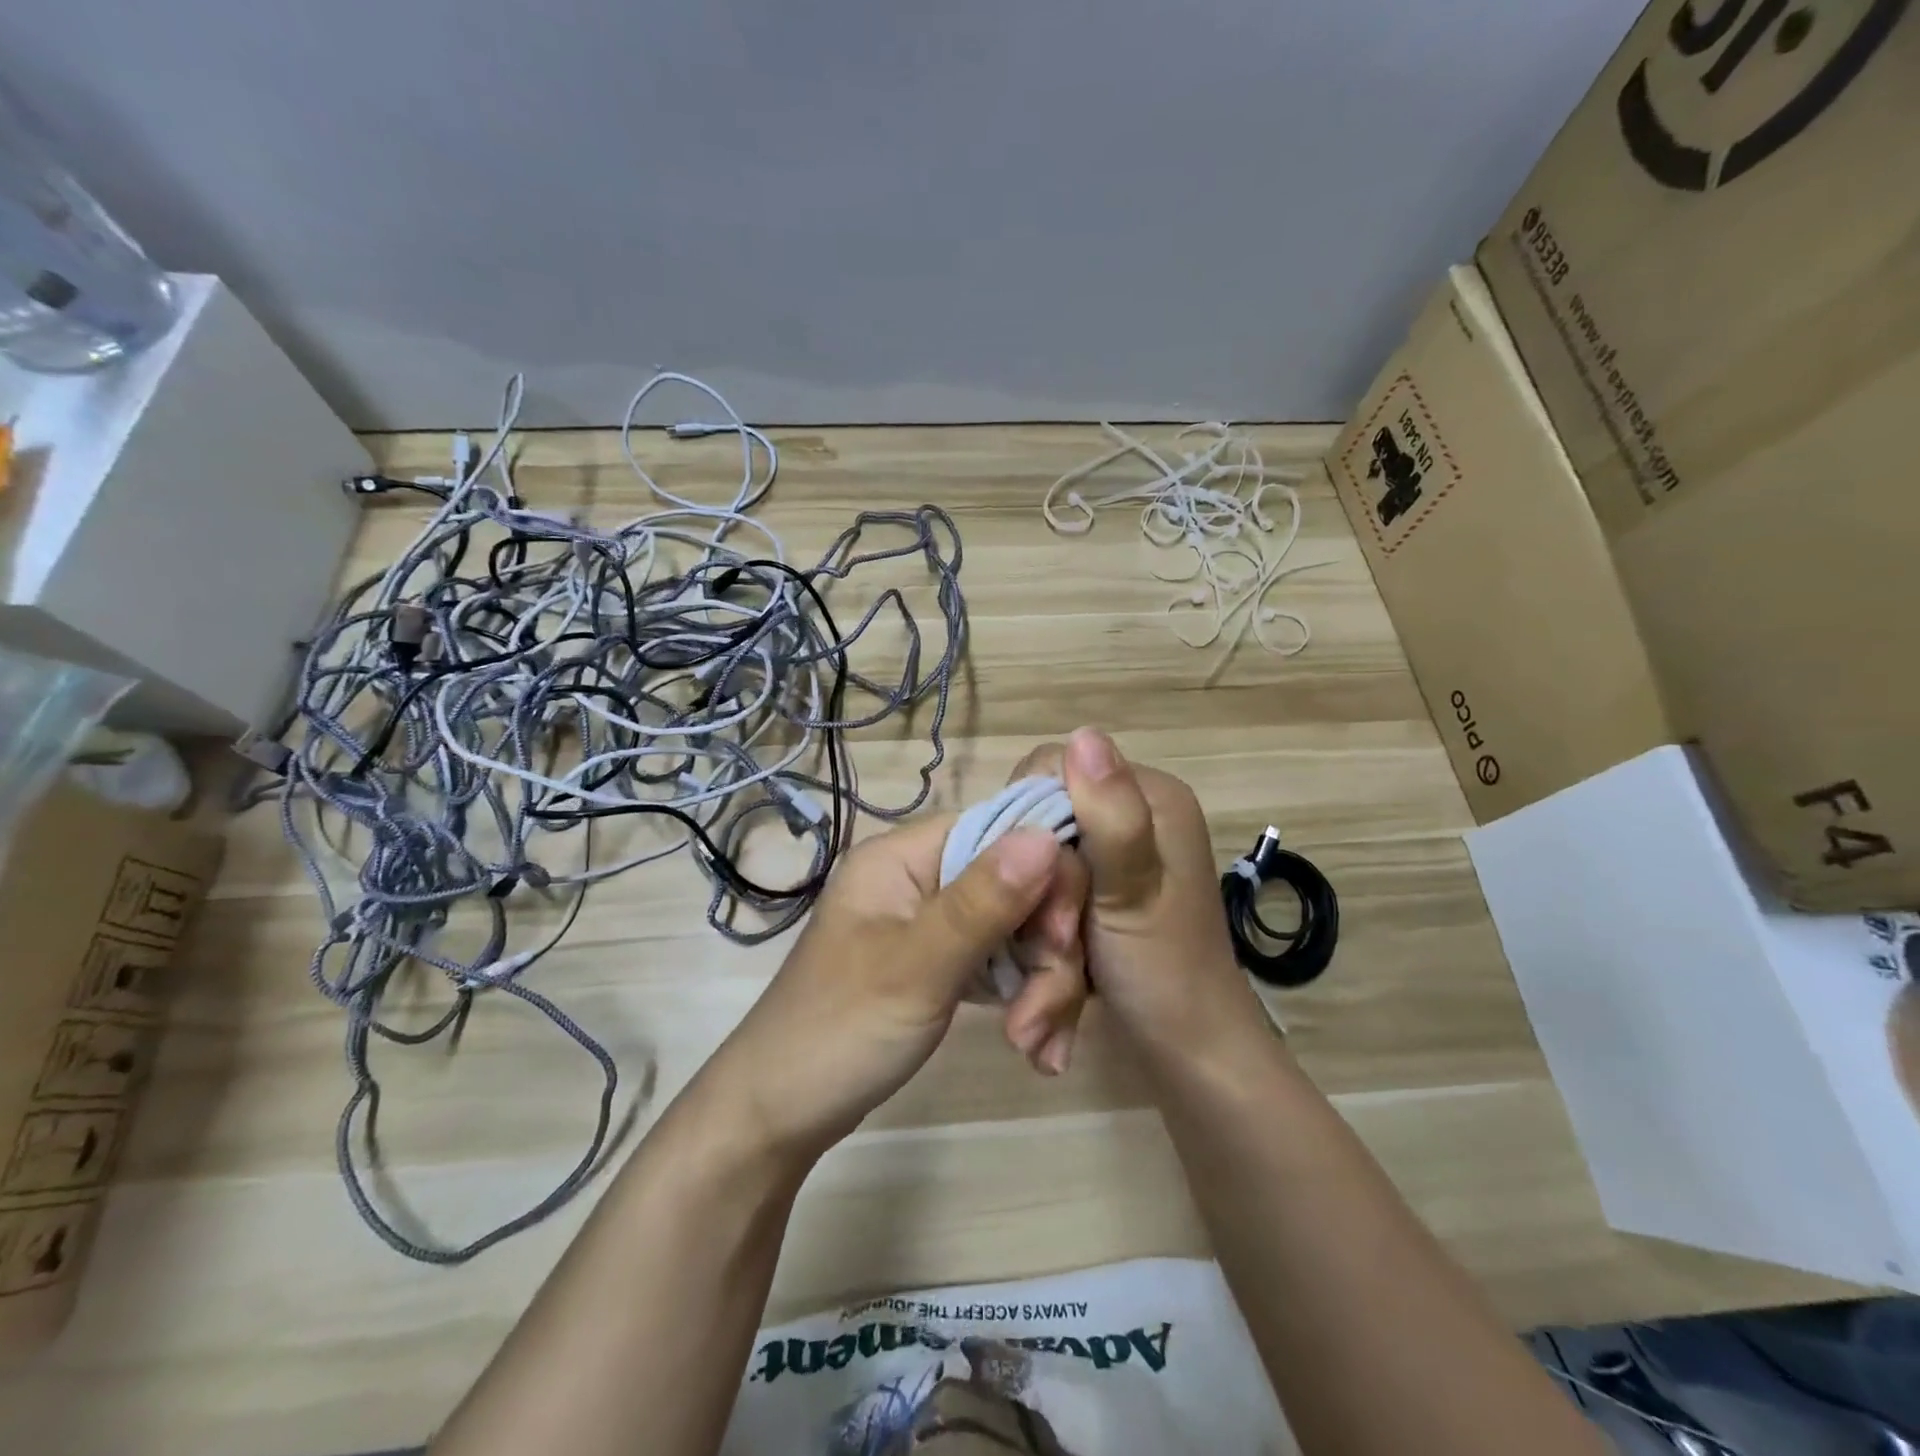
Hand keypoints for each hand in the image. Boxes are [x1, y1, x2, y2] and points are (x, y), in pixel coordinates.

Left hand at [705, 813, 1088, 1164]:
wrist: (780, 1116)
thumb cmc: (839, 1031)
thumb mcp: (916, 966)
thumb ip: (983, 901)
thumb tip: (1047, 835)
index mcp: (904, 856)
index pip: (1001, 830)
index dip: (1046, 874)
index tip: (1059, 938)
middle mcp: (923, 878)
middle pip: (1020, 884)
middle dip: (1048, 949)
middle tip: (1045, 1017)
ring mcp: (935, 923)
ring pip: (1021, 928)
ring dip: (1042, 985)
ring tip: (1035, 1048)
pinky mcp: (945, 963)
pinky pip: (1005, 962)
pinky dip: (1026, 1000)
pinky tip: (1035, 1048)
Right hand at [1010, 728, 1267, 1060]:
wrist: (1190, 1052)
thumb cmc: (1163, 973)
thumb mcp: (1131, 892)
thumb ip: (1110, 816)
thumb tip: (1084, 733)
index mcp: (1152, 797)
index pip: (1055, 766)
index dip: (1027, 816)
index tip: (1029, 877)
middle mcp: (1138, 812)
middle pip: (1045, 813)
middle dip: (1033, 873)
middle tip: (1050, 932)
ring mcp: (1123, 850)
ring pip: (1043, 851)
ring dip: (1037, 903)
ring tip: (1053, 953)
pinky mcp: (1109, 882)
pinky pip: (1055, 878)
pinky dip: (1047, 914)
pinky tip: (1054, 952)